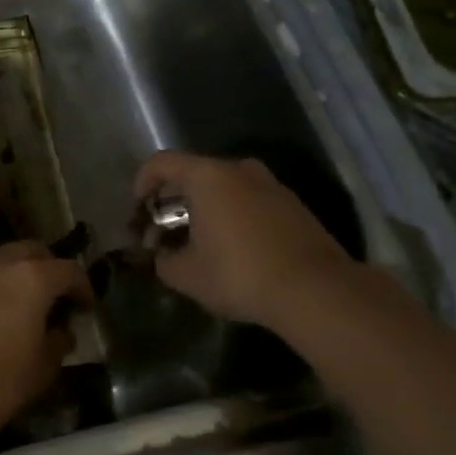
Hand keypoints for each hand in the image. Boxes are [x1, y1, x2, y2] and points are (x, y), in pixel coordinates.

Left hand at [0, 242, 89, 447]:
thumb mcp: (40, 371)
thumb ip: (57, 344)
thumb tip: (62, 332)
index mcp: (32, 278)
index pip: (69, 270)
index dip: (83, 288)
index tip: (86, 308)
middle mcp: (0, 261)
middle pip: (33, 251)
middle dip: (49, 269)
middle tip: (55, 298)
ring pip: (1, 255)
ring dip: (16, 269)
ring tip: (20, 298)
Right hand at [134, 151, 352, 328]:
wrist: (316, 291)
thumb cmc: (239, 274)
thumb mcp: (186, 274)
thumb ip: (163, 260)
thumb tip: (162, 255)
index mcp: (207, 176)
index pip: (162, 162)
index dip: (142, 182)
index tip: (139, 208)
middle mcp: (239, 170)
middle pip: (194, 173)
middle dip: (174, 199)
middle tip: (165, 229)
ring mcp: (271, 185)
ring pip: (225, 187)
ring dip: (205, 208)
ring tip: (198, 241)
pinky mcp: (293, 206)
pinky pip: (249, 201)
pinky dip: (233, 215)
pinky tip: (232, 249)